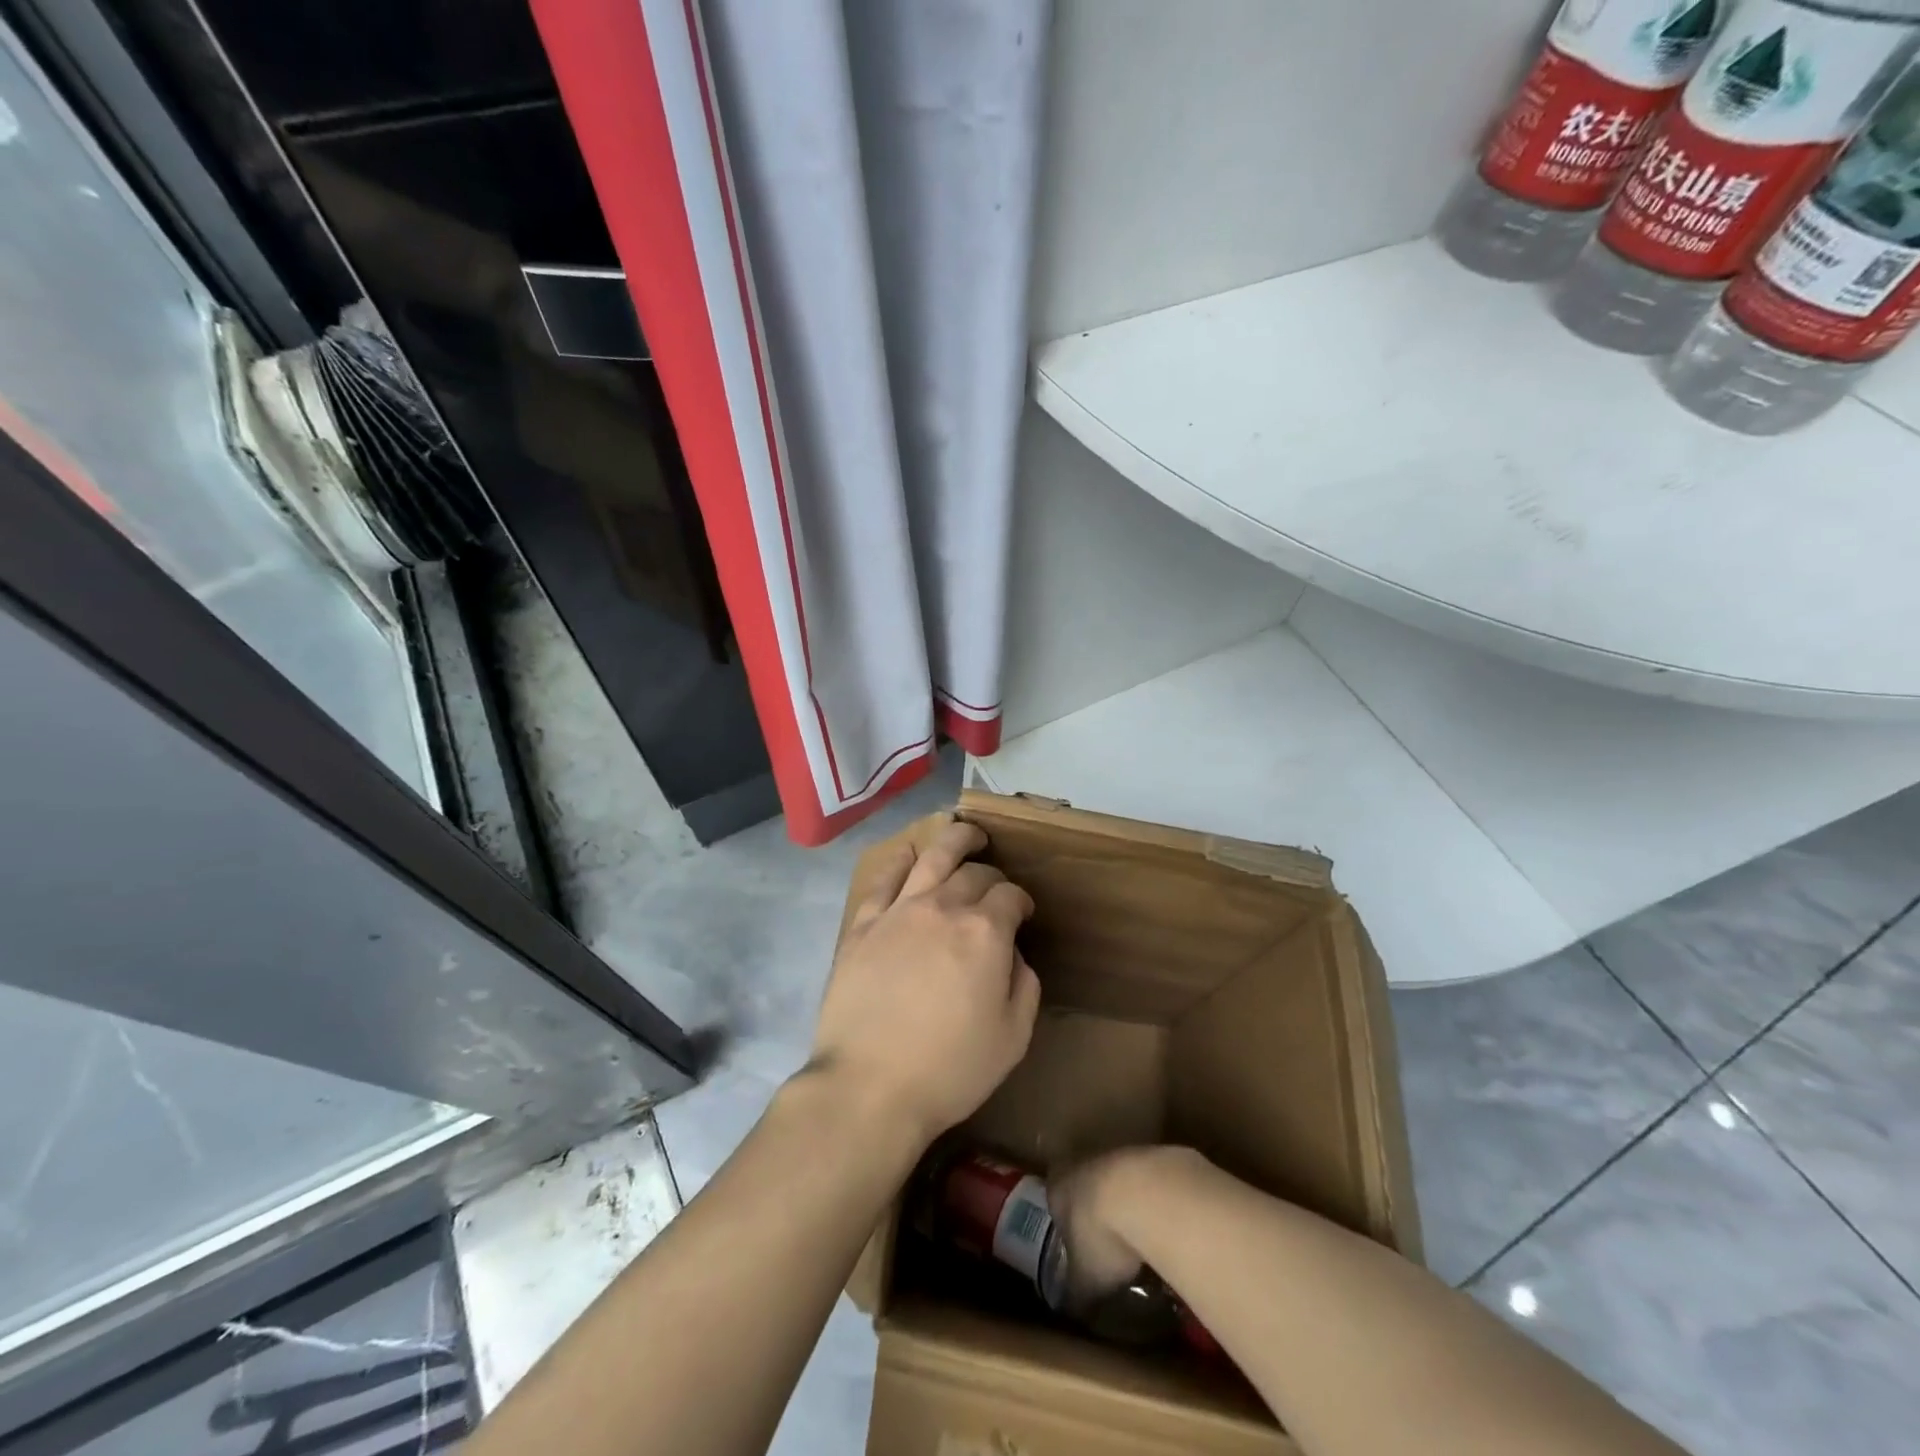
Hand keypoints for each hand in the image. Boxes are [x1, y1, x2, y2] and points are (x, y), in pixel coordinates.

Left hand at [805, 816, 1040, 1147]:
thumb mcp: (1012, 1037)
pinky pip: (884, 879)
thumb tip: (1014, 956)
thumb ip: (1024, 987)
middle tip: (996, 887)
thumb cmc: (949, 1069)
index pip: (1010, 897)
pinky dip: (900, 860)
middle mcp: (943, 908)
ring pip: (932, 857)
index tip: (1023, 913)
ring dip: (954, 839)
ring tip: (966, 833)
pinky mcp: (864, 924)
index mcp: (985, 933)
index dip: (1021, 901)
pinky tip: (908, 854)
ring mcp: (899, 911)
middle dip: (992, 875)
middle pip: (974, 873)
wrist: (869, 1086)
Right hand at [1048, 1147, 1186, 1307]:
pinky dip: (1153, 1202)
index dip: (1065, 1225)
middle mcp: (1082, 1162)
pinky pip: (1147, 1182)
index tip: (1077, 1248)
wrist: (1147, 1194)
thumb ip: (1076, 1293)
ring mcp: (1117, 1154)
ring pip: (1118, 1181)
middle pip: (1086, 1186)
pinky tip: (1165, 1229)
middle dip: (1097, 1213)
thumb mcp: (1085, 1281)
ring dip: (1128, 1205)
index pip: (1054, 1201)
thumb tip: (1072, 1310)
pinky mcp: (1151, 1155)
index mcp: (1057, 1186)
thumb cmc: (1102, 1236)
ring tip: (1142, 1242)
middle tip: (1109, 1247)